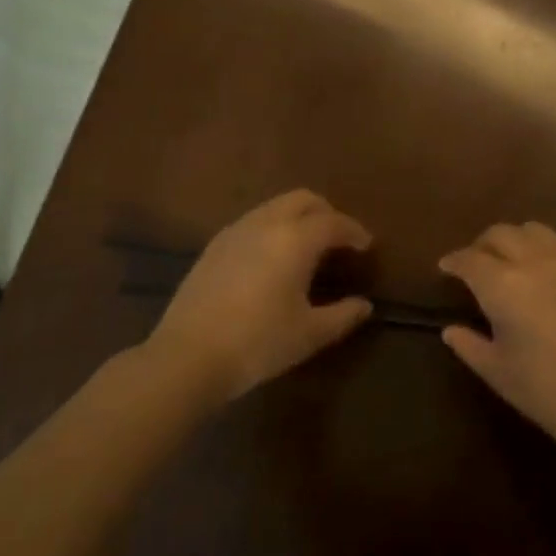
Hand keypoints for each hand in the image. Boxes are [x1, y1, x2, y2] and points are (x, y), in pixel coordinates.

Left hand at [147, 190, 373, 402]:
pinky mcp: (214, 246)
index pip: (334, 222)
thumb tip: (364, 305)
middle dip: (326, 212)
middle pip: (303, 199)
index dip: (355, 231)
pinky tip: (272, 259)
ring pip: (275, 207)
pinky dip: (273, 228)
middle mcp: (266, 223)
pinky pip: (253, 222)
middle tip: (339, 239)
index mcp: (295, 239)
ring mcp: (235, 231)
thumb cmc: (259, 343)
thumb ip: (343, 315)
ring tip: (308, 248)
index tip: (366, 246)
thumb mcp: (310, 333)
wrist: (188, 356)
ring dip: (297, 217)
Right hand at [438, 222, 555, 453]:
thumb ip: (469, 345)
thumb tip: (451, 329)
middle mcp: (536, 261)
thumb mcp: (498, 372)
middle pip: (501, 234)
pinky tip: (552, 277)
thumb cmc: (547, 392)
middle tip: (477, 264)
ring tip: (514, 262)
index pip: (470, 259)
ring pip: (536, 231)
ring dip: (516, 241)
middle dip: (482, 245)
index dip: (454, 261)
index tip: (446, 267)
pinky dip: (549, 253)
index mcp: (504, 285)